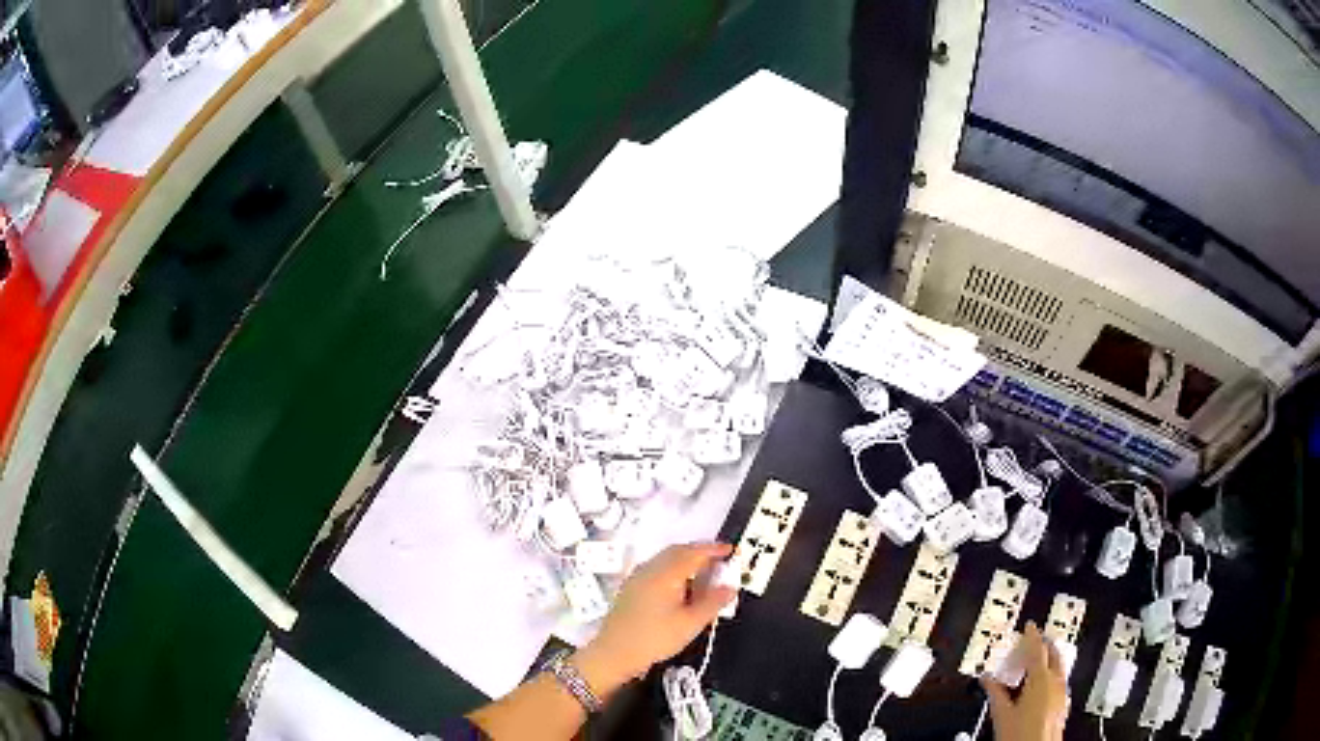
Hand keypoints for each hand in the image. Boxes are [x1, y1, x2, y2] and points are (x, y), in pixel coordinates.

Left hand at [574, 542, 735, 696]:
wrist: (614, 653)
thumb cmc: (654, 639)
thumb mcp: (691, 623)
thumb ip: (713, 603)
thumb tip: (730, 588)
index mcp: (665, 574)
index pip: (694, 553)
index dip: (713, 549)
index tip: (729, 550)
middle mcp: (649, 569)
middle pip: (678, 551)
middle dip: (700, 552)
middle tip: (719, 561)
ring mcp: (637, 577)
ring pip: (665, 558)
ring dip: (686, 559)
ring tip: (703, 573)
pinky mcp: (631, 587)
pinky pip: (656, 567)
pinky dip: (673, 568)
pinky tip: (680, 585)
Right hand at [981, 622, 1067, 740]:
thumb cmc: (1021, 736)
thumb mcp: (1001, 714)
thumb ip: (995, 693)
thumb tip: (987, 680)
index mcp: (1040, 679)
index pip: (1037, 649)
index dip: (1032, 636)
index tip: (1029, 627)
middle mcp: (1055, 682)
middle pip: (1053, 654)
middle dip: (1044, 645)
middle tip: (1034, 641)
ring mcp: (1062, 692)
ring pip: (1059, 666)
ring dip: (1048, 660)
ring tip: (1035, 663)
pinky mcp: (1063, 703)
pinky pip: (1060, 680)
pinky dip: (1051, 675)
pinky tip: (1041, 685)